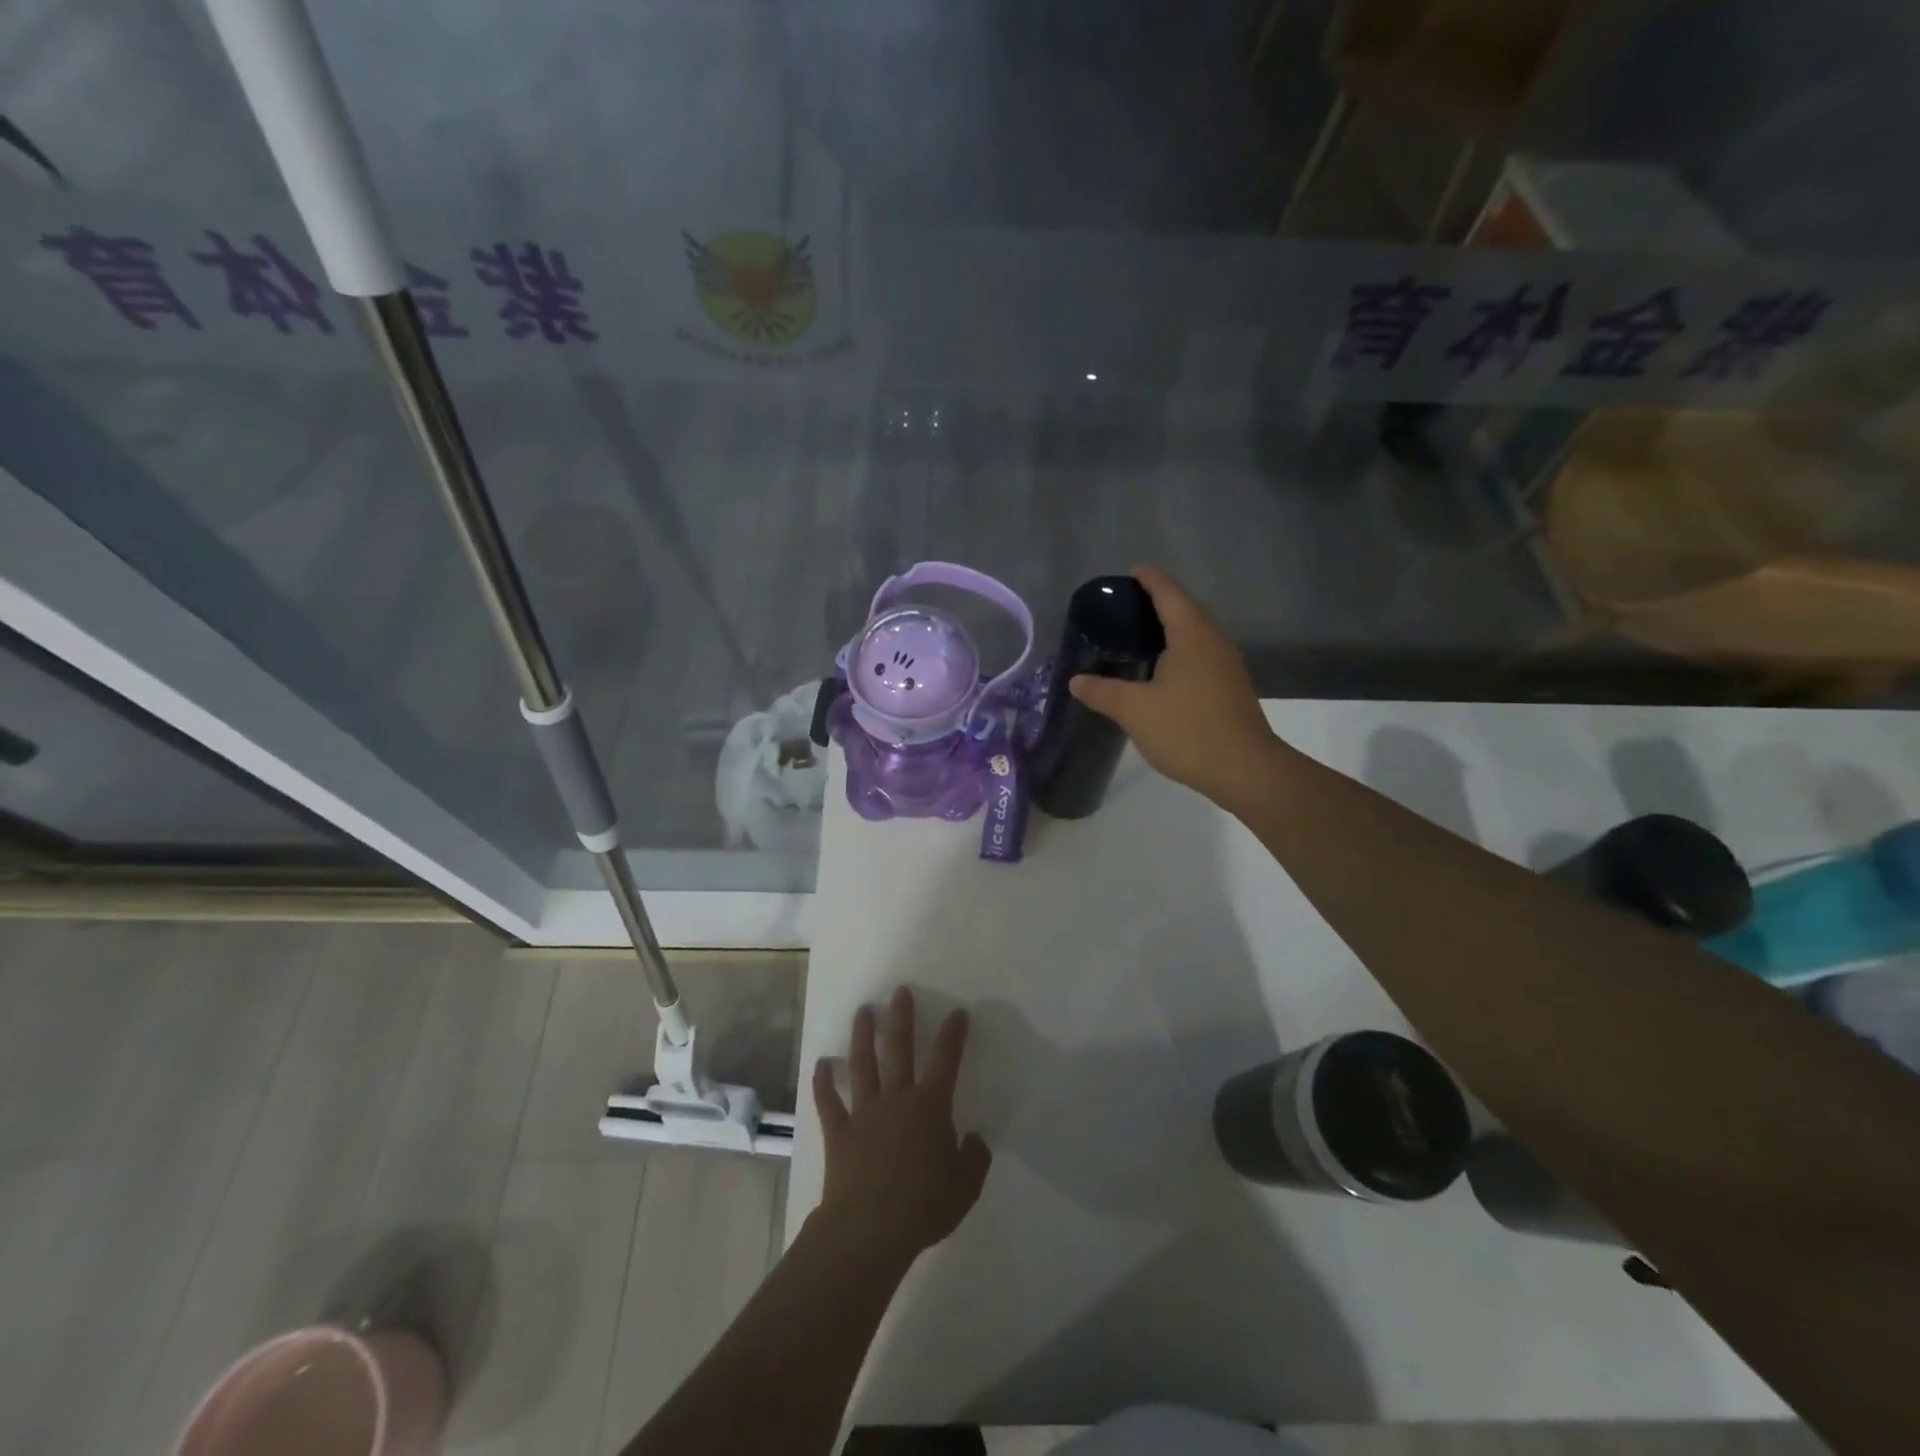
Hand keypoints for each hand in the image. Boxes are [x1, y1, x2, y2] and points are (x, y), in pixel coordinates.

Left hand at [813, 988, 991, 1265]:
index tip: (957, 1013)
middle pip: (899, 1049)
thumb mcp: (965, 1187)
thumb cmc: (923, 1207)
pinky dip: (823, 1082)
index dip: (953, 1034)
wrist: (868, 1231)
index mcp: (929, 1107)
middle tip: (900, 991)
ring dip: (862, 1035)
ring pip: (862, 1064)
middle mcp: (896, 1099)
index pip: (945, 1061)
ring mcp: (864, 1113)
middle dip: (901, 1017)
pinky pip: (829, 1102)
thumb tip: (974, 1139)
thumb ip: (974, 1158)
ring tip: (863, 1011)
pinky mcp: (839, 1132)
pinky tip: (821, 1064)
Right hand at [1068, 566, 1278, 807]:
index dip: (1148, 579)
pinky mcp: (1230, 686)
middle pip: (1185, 608)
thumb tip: (1076, 681)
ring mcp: (1226, 664)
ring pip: (1196, 633)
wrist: (1245, 769)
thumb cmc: (1188, 730)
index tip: (1130, 573)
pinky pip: (1201, 654)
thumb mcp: (1135, 710)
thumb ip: (1103, 692)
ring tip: (1139, 638)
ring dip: (1171, 629)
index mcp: (1191, 634)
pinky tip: (1162, 671)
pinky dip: (1180, 651)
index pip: (1167, 592)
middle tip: (1125, 609)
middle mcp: (1213, 640)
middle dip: (1158, 602)